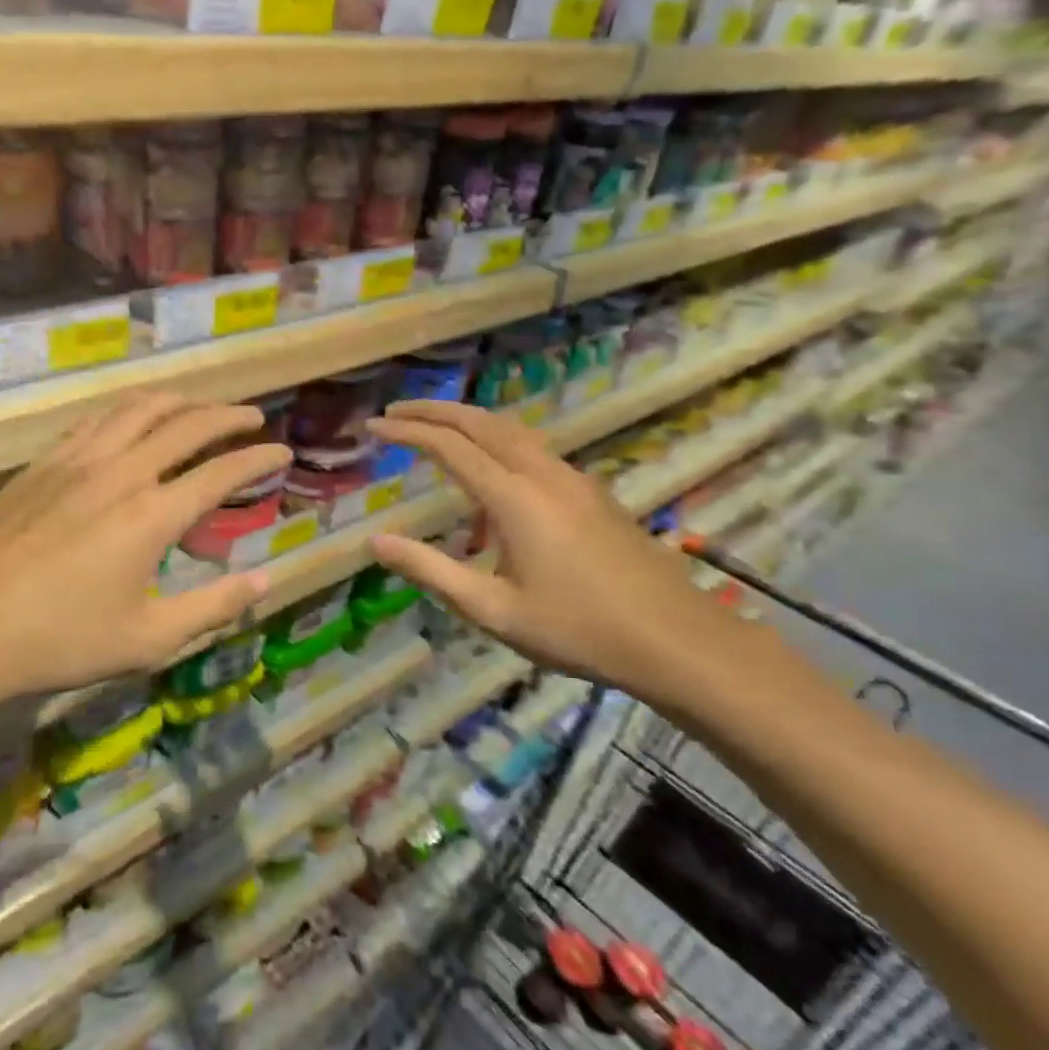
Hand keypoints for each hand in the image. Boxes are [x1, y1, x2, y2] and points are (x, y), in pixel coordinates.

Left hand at [0, 394, 289, 709]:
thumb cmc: (57, 640)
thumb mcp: (147, 638)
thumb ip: (212, 607)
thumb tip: (264, 581)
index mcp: (152, 515)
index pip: (221, 471)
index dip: (258, 458)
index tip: (283, 450)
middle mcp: (120, 473)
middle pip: (185, 424)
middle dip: (227, 415)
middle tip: (253, 415)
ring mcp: (75, 462)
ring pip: (137, 409)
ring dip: (178, 400)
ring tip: (199, 404)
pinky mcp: (41, 464)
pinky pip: (95, 419)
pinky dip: (127, 409)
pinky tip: (131, 418)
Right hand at [367, 401, 738, 709]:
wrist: (674, 639)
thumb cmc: (576, 629)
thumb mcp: (492, 609)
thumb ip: (431, 570)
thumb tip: (376, 542)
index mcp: (515, 498)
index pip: (449, 447)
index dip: (408, 431)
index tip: (374, 425)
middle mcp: (544, 474)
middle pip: (482, 422)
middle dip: (436, 411)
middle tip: (397, 410)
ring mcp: (574, 480)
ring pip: (513, 431)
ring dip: (469, 422)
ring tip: (437, 432)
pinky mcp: (592, 493)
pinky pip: (534, 451)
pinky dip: (498, 444)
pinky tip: (490, 481)